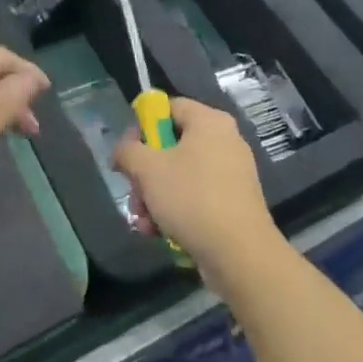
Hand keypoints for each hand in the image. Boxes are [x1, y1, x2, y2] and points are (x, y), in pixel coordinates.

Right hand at [112, 98, 284, 287]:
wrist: (240, 254)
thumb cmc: (192, 198)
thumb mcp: (148, 169)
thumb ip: (128, 151)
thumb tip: (122, 151)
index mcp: (209, 121)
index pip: (169, 107)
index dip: (143, 125)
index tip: (128, 150)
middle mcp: (225, 140)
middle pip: (172, 144)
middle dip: (145, 172)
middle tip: (133, 193)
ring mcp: (232, 172)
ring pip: (181, 174)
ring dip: (155, 196)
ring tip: (144, 221)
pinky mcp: (233, 202)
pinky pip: (197, 196)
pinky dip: (176, 210)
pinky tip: (159, 232)